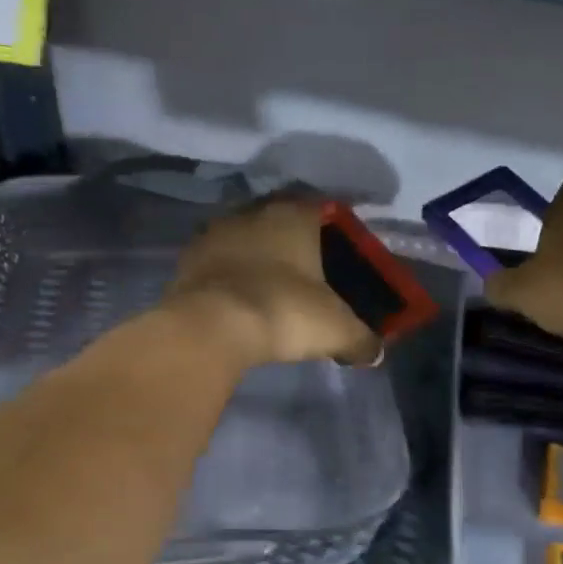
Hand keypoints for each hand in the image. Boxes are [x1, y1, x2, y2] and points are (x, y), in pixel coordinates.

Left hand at [163, 193, 383, 367]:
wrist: (211, 327)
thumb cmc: (285, 311)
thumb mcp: (337, 329)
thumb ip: (362, 339)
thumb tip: (374, 353)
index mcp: (295, 215)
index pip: (324, 210)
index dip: (336, 233)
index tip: (343, 257)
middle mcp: (254, 212)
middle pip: (283, 222)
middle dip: (295, 245)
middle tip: (309, 275)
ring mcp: (216, 232)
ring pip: (248, 239)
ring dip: (259, 258)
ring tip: (272, 289)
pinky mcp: (188, 258)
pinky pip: (220, 262)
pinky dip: (232, 276)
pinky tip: (241, 300)